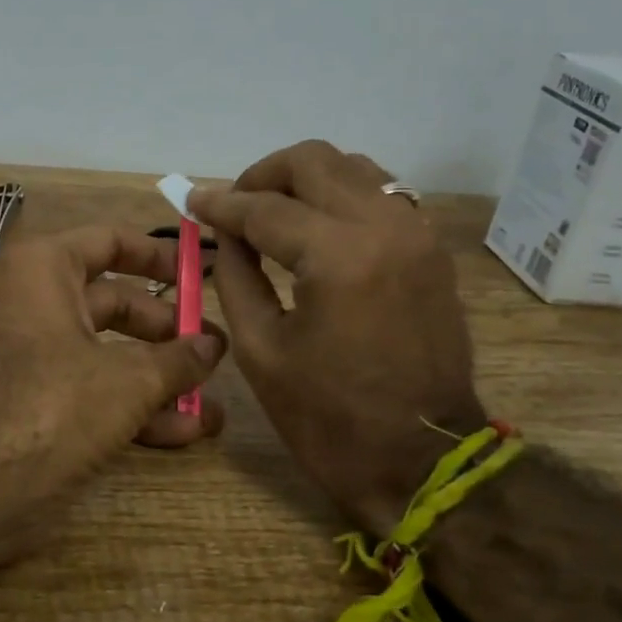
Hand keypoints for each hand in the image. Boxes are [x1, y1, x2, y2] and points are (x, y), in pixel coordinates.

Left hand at [0, 225, 226, 553]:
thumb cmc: (52, 407)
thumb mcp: (128, 381)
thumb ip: (178, 359)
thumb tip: (213, 345)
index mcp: (45, 271)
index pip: (110, 241)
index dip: (160, 255)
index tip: (201, 273)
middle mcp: (34, 304)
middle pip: (115, 304)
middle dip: (168, 332)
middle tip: (214, 352)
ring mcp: (32, 356)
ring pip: (106, 354)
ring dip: (159, 379)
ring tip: (211, 404)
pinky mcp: (34, 403)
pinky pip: (90, 391)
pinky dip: (131, 407)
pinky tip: (183, 432)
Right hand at [189, 141, 484, 534]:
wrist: (422, 460)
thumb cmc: (328, 418)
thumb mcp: (260, 350)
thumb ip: (235, 276)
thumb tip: (225, 234)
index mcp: (338, 258)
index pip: (265, 208)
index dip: (221, 204)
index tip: (191, 200)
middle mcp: (385, 227)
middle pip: (313, 161)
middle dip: (262, 176)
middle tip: (233, 207)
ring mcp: (417, 233)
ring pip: (352, 167)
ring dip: (304, 180)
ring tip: (271, 214)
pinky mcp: (430, 249)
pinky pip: (379, 194)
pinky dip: (339, 196)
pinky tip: (315, 228)